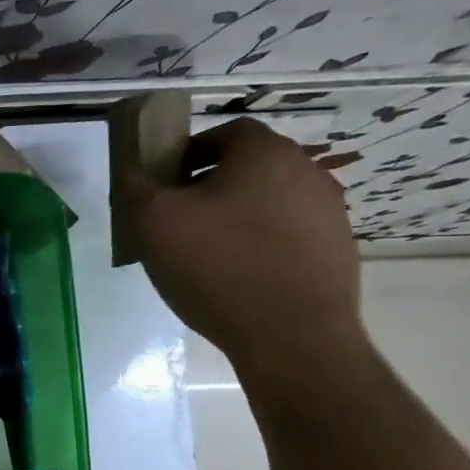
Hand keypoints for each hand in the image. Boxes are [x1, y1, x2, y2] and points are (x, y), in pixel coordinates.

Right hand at [128, 117, 367, 385]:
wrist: (292, 336)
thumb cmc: (218, 268)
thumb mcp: (154, 223)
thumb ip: (137, 187)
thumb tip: (133, 172)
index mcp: (264, 153)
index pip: (223, 133)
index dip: (187, 154)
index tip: (162, 187)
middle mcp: (306, 171)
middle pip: (246, 168)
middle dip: (207, 189)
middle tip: (175, 224)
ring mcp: (328, 212)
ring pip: (265, 202)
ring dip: (233, 218)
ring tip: (203, 257)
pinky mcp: (335, 250)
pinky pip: (285, 236)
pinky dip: (257, 247)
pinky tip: (235, 280)